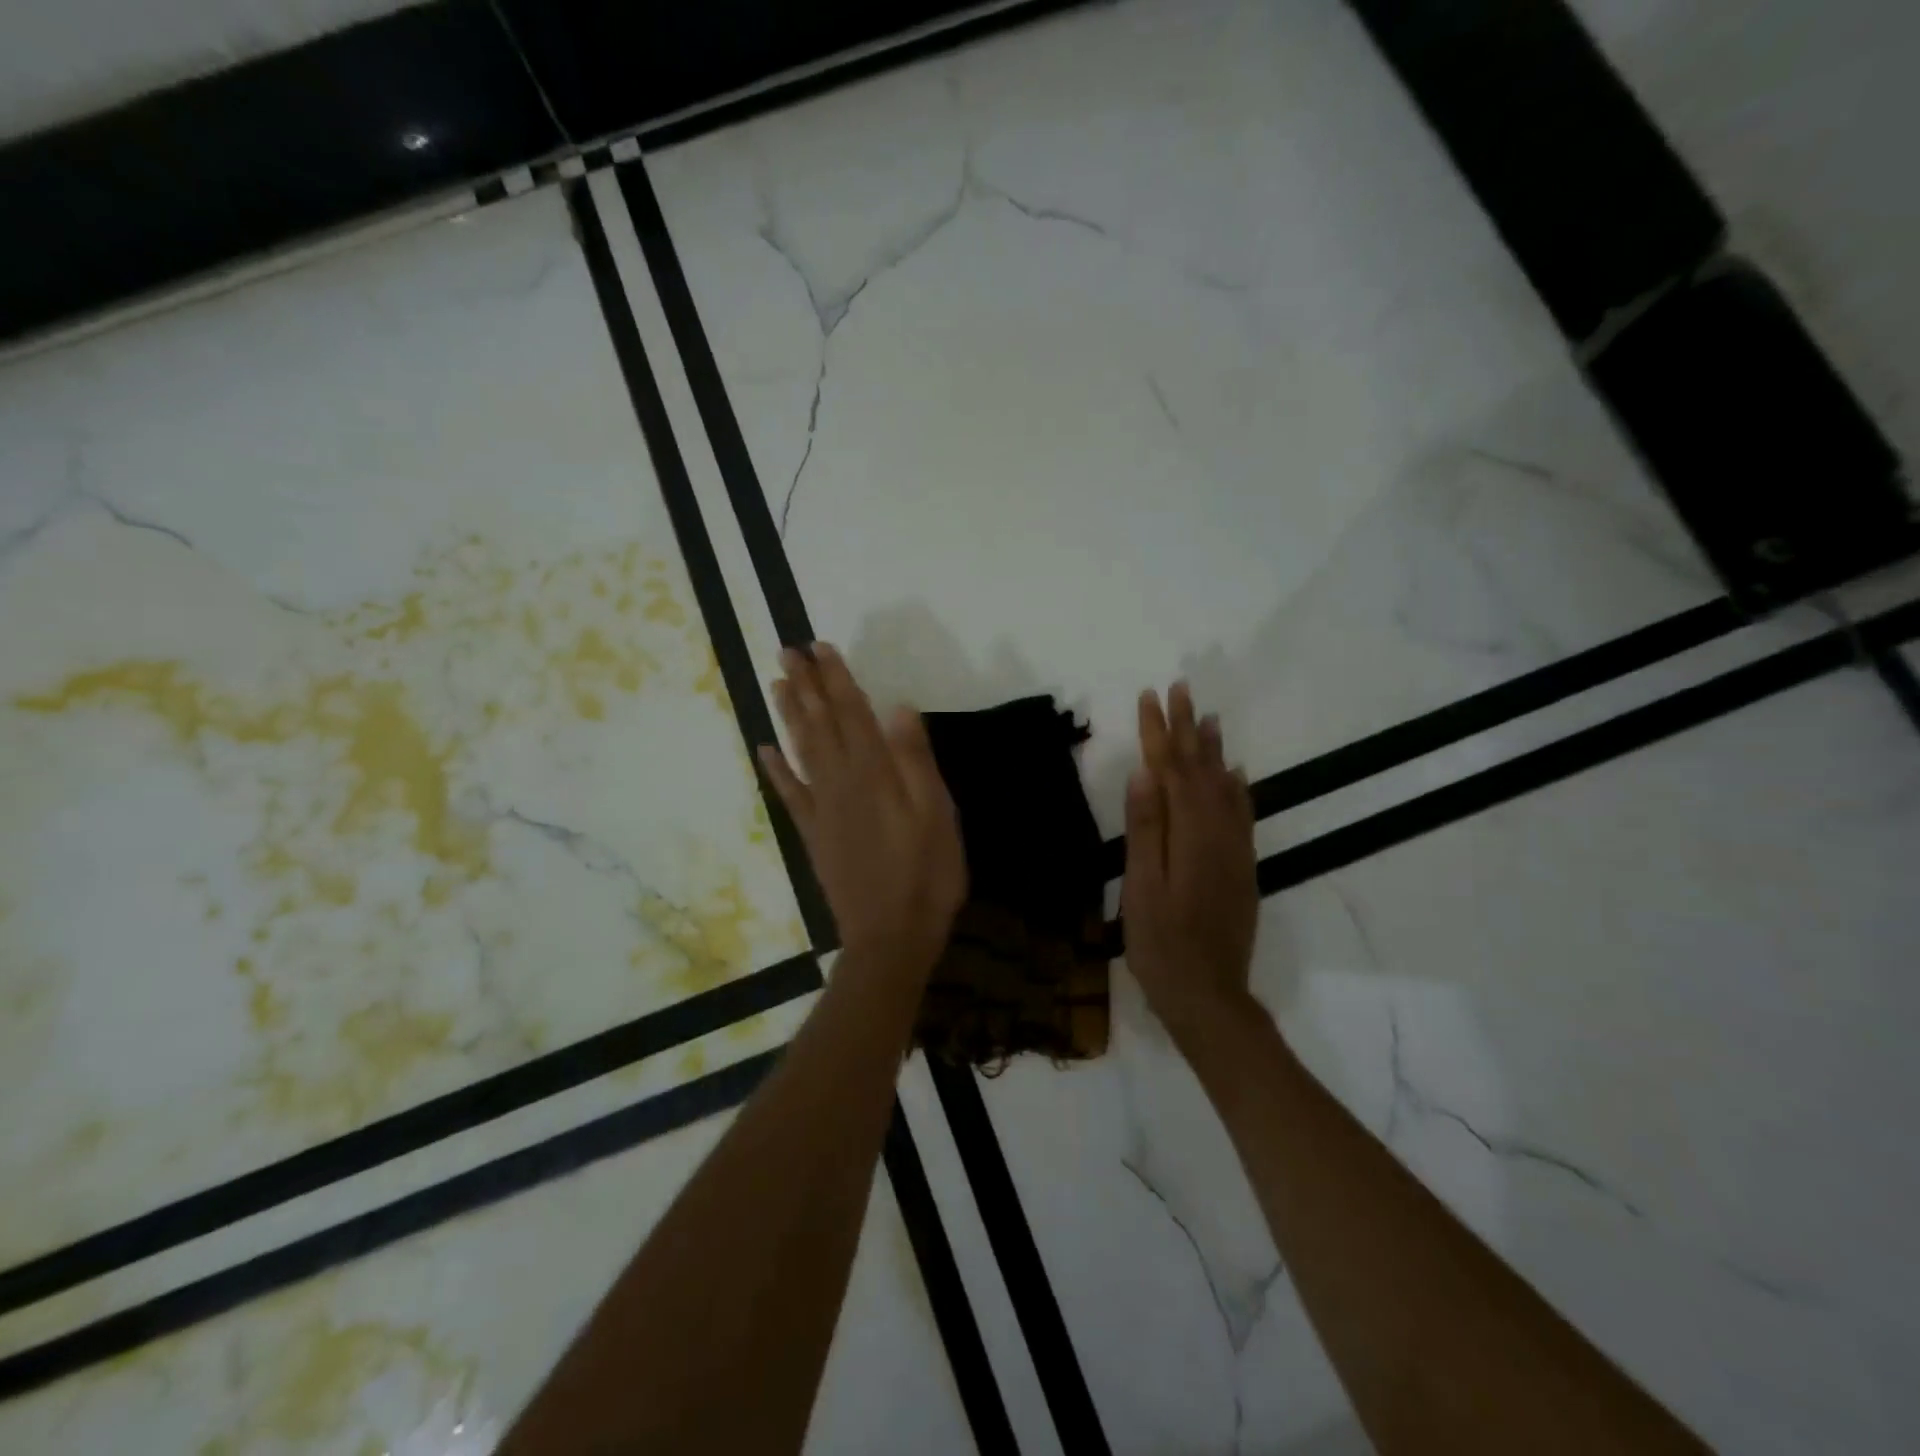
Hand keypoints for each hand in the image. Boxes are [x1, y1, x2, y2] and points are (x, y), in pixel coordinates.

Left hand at [759, 643, 965, 971]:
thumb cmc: (926, 873)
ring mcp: (822, 808)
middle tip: (786, 651)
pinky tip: (765, 748)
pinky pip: (790, 794)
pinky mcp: (813, 834)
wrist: (891, 935)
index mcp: (873, 774)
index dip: (836, 679)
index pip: (852, 713)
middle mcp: (840, 782)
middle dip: (804, 685)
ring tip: (776, 684)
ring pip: (800, 751)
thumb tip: (900, 707)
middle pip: (820, 724)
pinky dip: (776, 769)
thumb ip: (916, 760)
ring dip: (788, 715)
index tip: (820, 647)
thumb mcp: (937, 814)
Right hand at [1123, 682, 1259, 1050]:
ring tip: (1209, 717)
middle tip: (1181, 689)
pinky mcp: (1241, 867)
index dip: (1159, 732)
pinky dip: (1237, 787)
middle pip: (1201, 769)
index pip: (1171, 770)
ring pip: (1225, 786)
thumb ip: (1145, 830)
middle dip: (1187, 728)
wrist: (1209, 997)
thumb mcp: (1142, 889)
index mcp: (1189, 836)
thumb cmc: (1161, 946)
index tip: (1150, 696)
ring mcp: (1234, 851)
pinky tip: (1236, 773)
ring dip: (1214, 749)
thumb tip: (1145, 774)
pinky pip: (1242, 814)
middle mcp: (1218, 834)